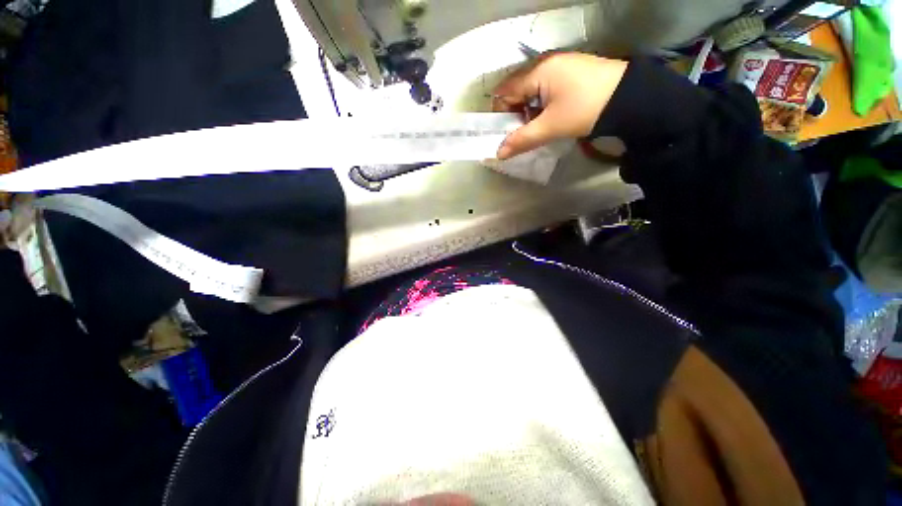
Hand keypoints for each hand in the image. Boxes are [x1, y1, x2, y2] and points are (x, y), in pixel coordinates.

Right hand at [492, 53, 627, 159]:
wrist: (631, 98)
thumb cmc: (585, 109)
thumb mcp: (550, 127)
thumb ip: (522, 139)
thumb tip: (498, 154)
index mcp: (538, 71)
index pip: (505, 91)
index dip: (501, 113)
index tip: (507, 132)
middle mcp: (546, 63)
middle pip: (517, 89)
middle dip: (515, 113)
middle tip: (523, 132)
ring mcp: (560, 65)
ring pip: (531, 90)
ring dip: (529, 110)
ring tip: (538, 127)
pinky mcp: (571, 72)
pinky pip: (545, 88)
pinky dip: (542, 104)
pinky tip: (551, 116)